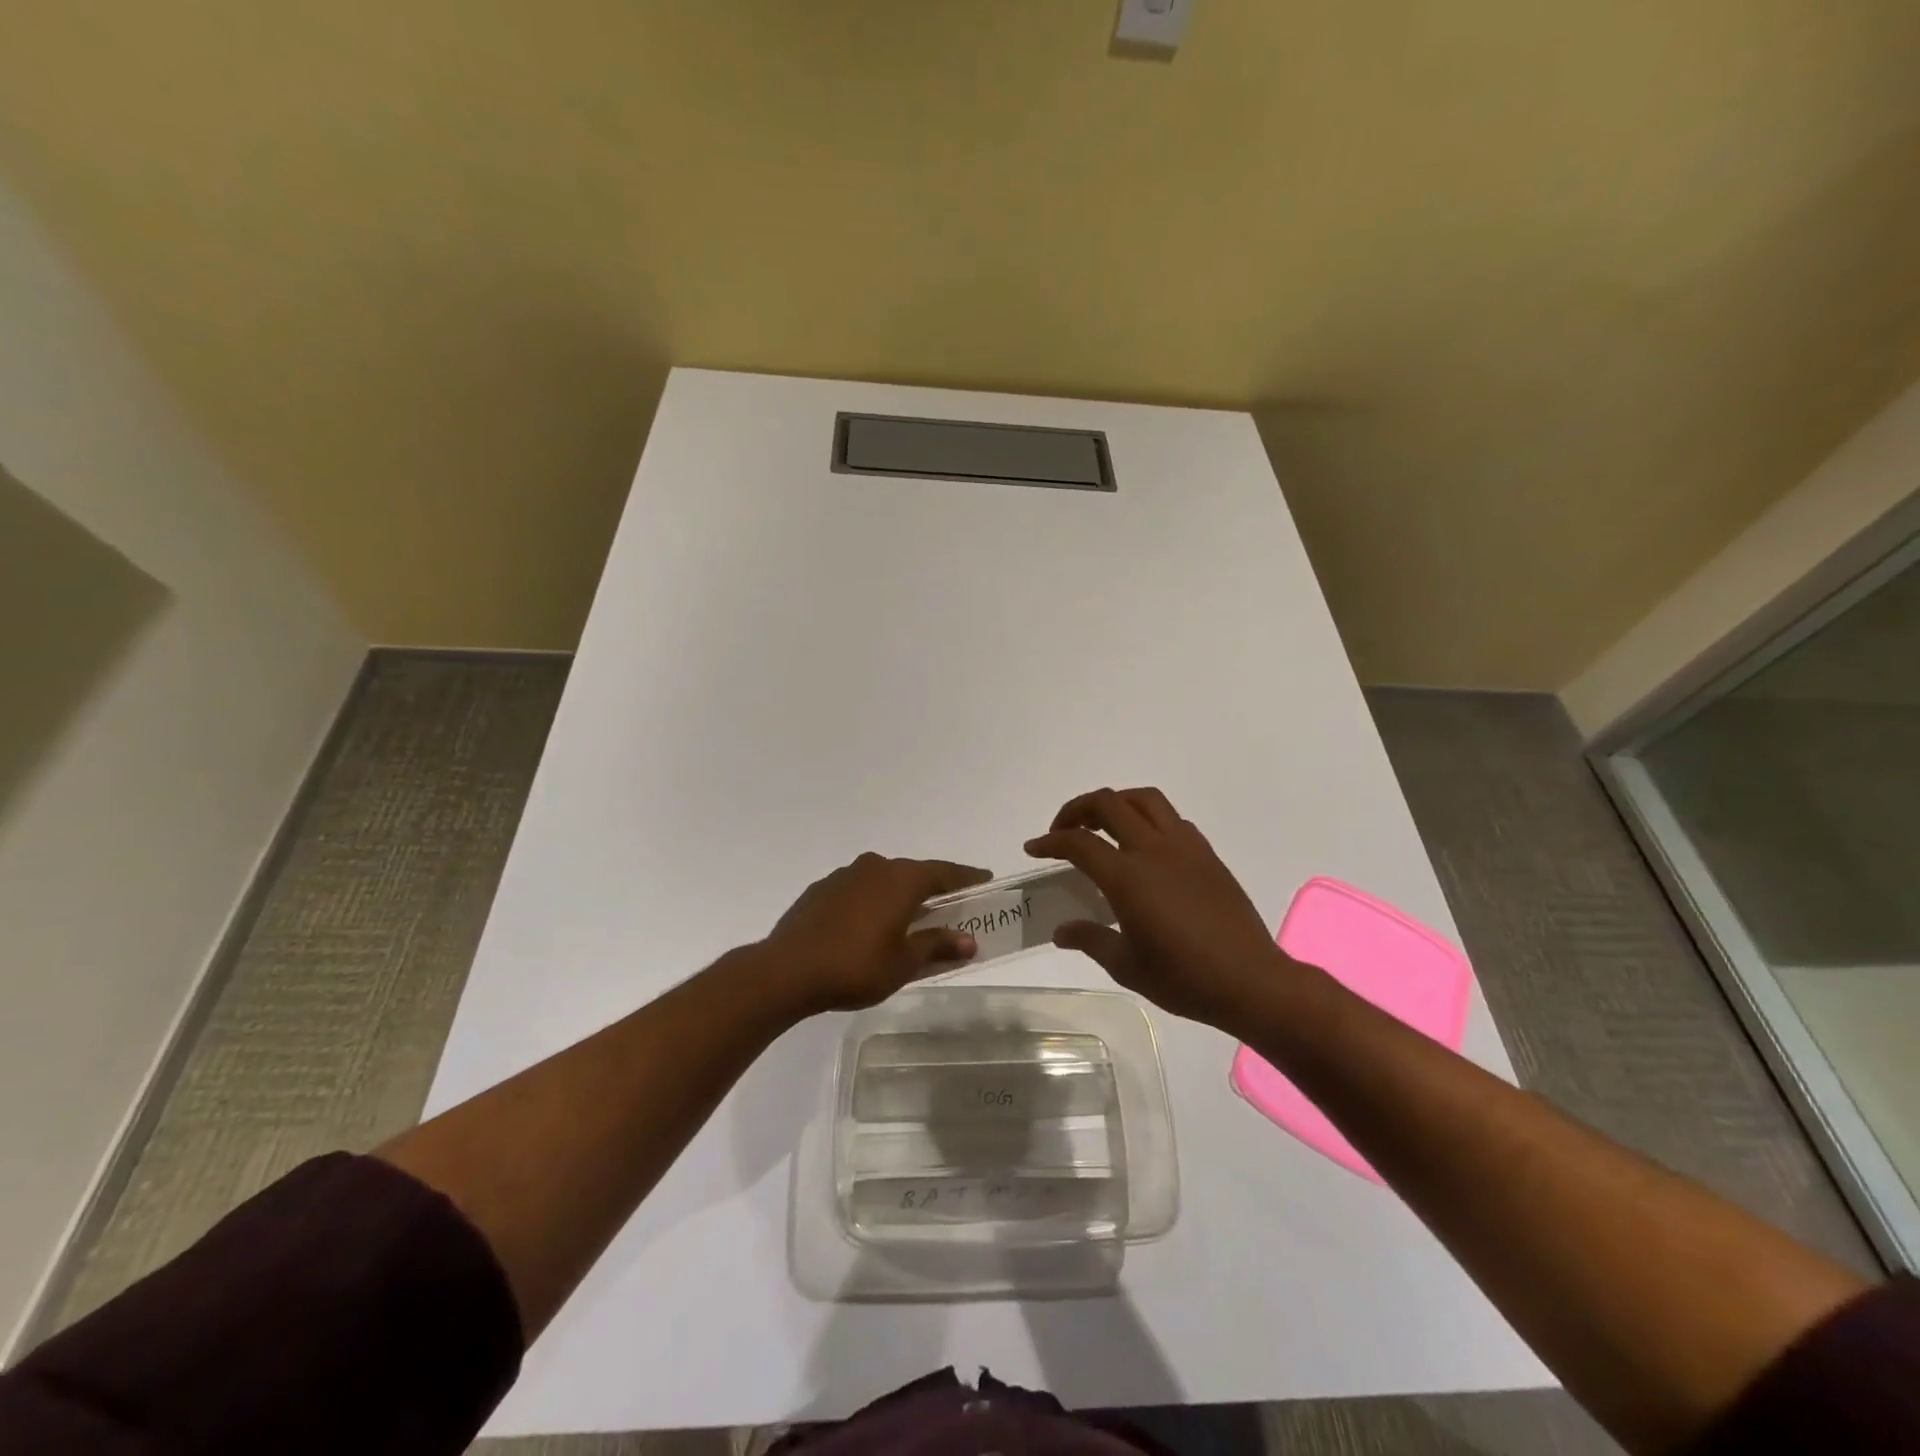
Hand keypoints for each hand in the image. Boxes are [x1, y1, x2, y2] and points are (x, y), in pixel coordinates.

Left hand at [759, 853, 991, 1013]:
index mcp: (901, 879)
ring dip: (899, 894)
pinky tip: (869, 924)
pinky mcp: (821, 889)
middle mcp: (875, 867)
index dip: (966, 877)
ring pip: (883, 879)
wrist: (786, 970)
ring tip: (908, 917)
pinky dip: (872, 901)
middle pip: (913, 873)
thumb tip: (969, 941)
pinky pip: (859, 889)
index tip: (984, 880)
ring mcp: (845, 875)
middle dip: (932, 888)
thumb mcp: (904, 963)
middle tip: (949, 905)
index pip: (943, 872)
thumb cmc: (855, 966)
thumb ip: (937, 946)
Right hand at [1026, 787, 1302, 1028]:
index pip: (1078, 843)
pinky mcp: (1207, 854)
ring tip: (1102, 825)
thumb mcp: (1126, 966)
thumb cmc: (1183, 978)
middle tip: (1064, 830)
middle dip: (1077, 809)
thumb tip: (1061, 931)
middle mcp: (1153, 850)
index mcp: (1127, 877)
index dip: (1050, 841)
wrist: (1250, 981)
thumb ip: (1090, 939)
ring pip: (1144, 800)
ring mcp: (1184, 847)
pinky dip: (1147, 820)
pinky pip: (1171, 819)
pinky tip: (1144, 847)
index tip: (1034, 848)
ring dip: (1116, 803)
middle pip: (1108, 804)